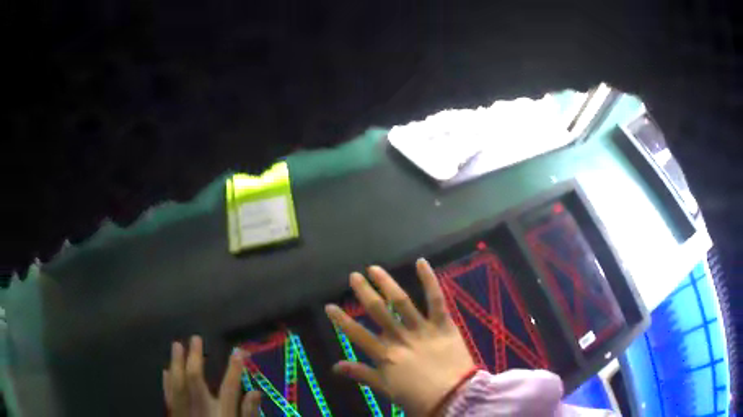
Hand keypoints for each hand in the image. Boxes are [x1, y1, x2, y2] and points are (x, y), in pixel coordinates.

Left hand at [164, 336, 260, 416]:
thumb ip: (249, 414)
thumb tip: (256, 392)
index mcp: (221, 415)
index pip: (229, 387)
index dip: (234, 368)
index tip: (239, 351)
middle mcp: (199, 410)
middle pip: (194, 379)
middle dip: (195, 357)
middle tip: (195, 338)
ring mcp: (184, 412)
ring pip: (176, 382)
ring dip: (175, 362)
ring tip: (176, 345)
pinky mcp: (175, 416)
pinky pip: (168, 395)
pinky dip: (166, 382)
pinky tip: (165, 371)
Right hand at [325, 259, 474, 415]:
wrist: (454, 397)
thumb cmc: (418, 398)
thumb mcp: (386, 389)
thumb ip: (362, 374)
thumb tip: (335, 366)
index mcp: (385, 355)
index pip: (357, 334)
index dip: (341, 320)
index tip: (329, 306)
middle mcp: (400, 338)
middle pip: (378, 311)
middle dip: (364, 293)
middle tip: (354, 277)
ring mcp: (422, 329)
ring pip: (401, 302)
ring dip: (387, 283)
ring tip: (375, 269)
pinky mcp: (443, 324)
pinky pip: (435, 300)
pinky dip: (429, 280)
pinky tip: (421, 262)